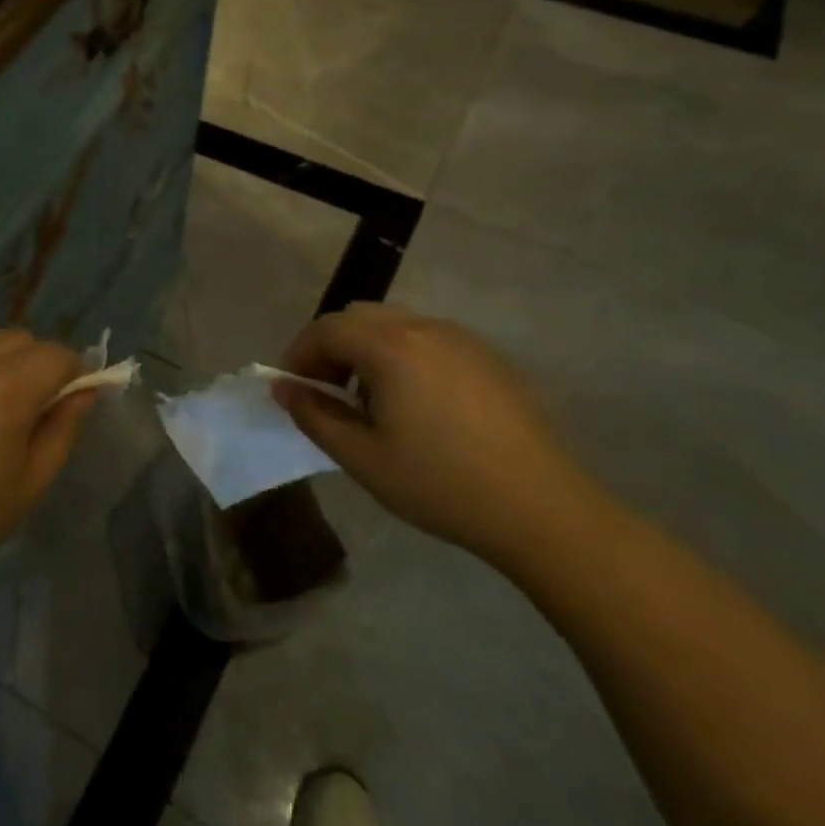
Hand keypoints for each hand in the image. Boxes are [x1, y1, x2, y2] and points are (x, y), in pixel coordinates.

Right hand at [275, 304, 601, 557]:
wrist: (541, 508)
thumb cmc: (440, 483)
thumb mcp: (361, 457)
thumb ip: (314, 415)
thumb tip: (283, 388)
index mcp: (391, 347)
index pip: (326, 329)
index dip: (298, 354)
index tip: (291, 389)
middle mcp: (426, 328)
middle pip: (359, 317)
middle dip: (331, 347)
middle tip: (325, 391)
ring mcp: (463, 339)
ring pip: (396, 325)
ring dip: (366, 350)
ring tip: (369, 400)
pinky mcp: (490, 358)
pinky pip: (429, 340)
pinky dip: (403, 356)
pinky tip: (415, 404)